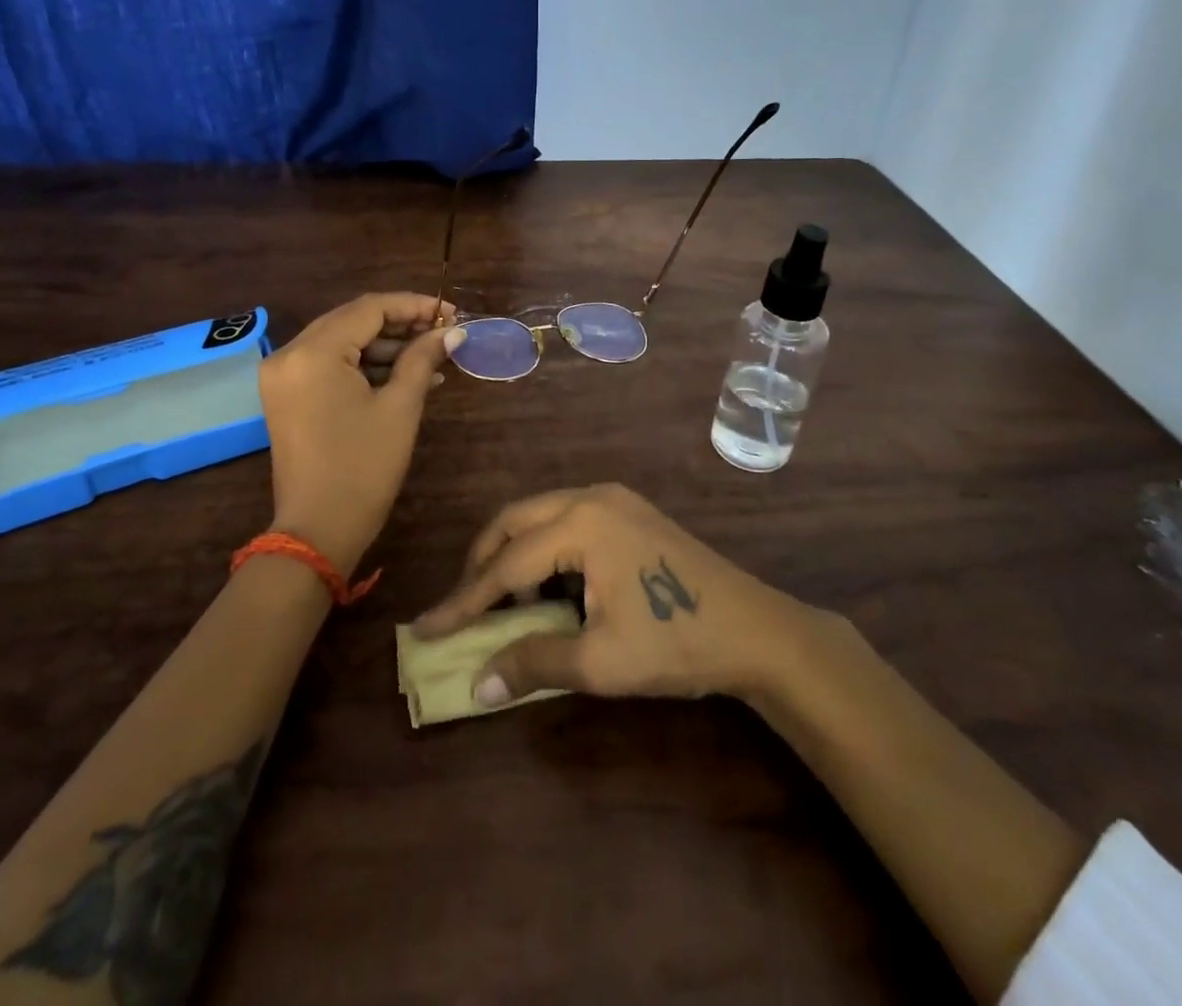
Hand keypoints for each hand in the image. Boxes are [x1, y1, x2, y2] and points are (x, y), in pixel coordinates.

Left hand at [258, 293, 464, 572]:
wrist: (318, 531)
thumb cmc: (364, 467)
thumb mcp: (400, 407)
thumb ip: (423, 358)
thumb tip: (453, 331)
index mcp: (313, 352)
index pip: (368, 309)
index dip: (414, 306)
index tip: (452, 313)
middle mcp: (289, 354)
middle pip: (352, 321)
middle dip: (401, 324)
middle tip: (444, 333)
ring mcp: (284, 376)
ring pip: (342, 342)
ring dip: (386, 347)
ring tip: (433, 358)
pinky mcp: (287, 395)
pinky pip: (330, 365)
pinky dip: (365, 367)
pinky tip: (405, 375)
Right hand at [411, 484, 804, 707]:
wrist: (756, 630)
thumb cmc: (676, 642)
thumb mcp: (599, 661)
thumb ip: (532, 663)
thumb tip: (477, 685)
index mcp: (580, 523)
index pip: (505, 564)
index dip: (463, 600)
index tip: (426, 627)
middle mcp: (590, 496)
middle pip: (515, 521)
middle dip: (483, 563)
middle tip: (464, 608)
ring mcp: (614, 498)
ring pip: (540, 516)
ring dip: (514, 553)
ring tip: (503, 602)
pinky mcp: (629, 509)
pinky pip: (567, 519)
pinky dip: (545, 548)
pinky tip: (549, 586)